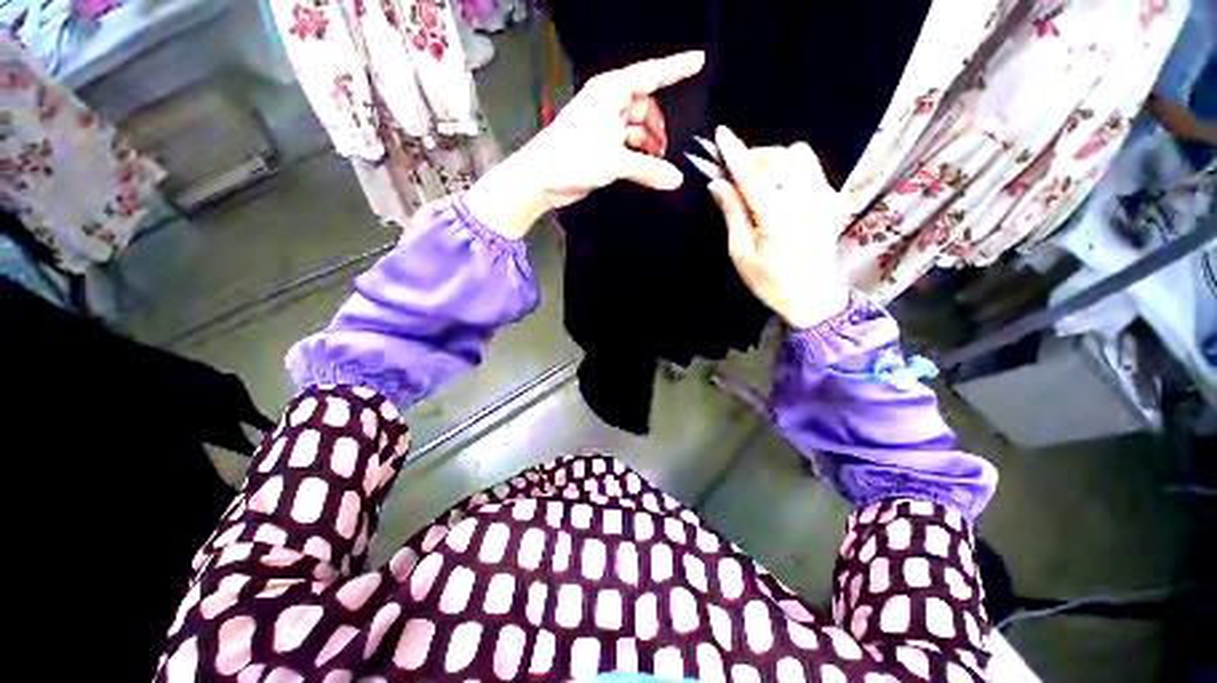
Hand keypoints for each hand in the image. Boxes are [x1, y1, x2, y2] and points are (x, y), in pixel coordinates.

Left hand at [465, 51, 704, 238]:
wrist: (541, 179)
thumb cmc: (574, 158)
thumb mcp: (615, 162)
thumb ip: (648, 170)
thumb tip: (677, 180)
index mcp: (611, 92)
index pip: (651, 74)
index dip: (676, 68)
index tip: (699, 60)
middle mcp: (609, 104)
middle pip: (644, 106)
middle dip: (657, 125)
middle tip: (666, 149)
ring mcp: (604, 126)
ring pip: (636, 128)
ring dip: (648, 144)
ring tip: (659, 162)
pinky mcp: (601, 146)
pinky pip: (627, 145)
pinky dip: (638, 155)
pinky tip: (647, 169)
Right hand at [708, 126, 849, 329]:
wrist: (812, 295)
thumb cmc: (769, 281)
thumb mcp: (741, 253)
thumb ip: (732, 213)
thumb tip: (717, 183)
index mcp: (776, 217)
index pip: (752, 174)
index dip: (734, 152)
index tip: (721, 133)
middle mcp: (804, 199)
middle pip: (778, 155)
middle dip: (754, 157)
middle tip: (737, 176)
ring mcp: (823, 196)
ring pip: (799, 154)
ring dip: (775, 159)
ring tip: (761, 181)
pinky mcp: (832, 198)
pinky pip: (810, 167)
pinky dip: (791, 169)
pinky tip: (781, 190)